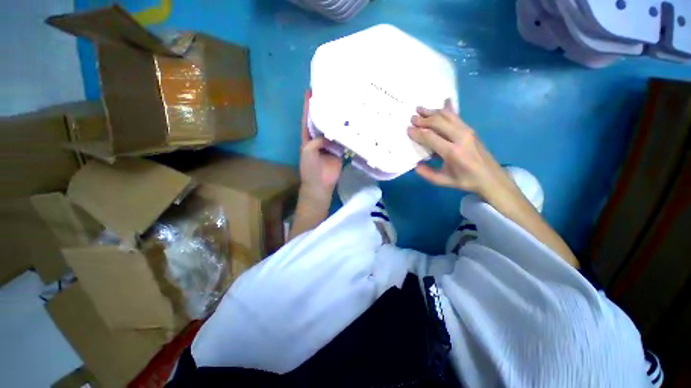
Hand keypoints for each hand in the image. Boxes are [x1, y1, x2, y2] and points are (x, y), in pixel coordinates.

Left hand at [299, 90, 341, 198]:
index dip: (308, 106)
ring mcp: (330, 144)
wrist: (320, 184)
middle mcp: (318, 139)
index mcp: (307, 138)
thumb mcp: (307, 151)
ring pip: (333, 130)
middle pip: (321, 122)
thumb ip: (316, 140)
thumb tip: (329, 133)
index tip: (310, 91)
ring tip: (343, 106)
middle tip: (331, 96)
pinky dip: (345, 133)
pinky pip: (342, 140)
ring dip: (337, 121)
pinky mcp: (339, 151)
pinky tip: (351, 124)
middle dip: (324, 110)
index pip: (307, 119)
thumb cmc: (310, 168)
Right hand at [407, 99, 506, 197]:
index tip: (408, 130)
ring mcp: (467, 131)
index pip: (430, 137)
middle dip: (423, 119)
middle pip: (438, 122)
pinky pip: (456, 116)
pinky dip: (448, 108)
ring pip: (447, 116)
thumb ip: (427, 173)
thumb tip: (416, 164)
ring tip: (420, 109)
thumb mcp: (443, 181)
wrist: (491, 177)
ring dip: (432, 111)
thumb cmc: (465, 180)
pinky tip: (445, 100)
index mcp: (452, 152)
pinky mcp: (470, 129)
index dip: (417, 132)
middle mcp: (460, 137)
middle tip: (412, 118)